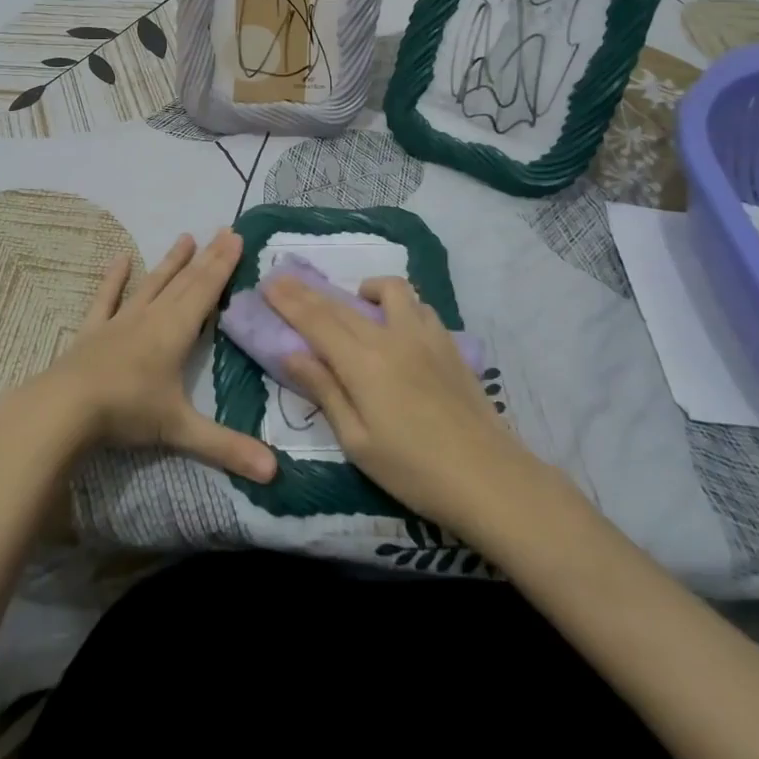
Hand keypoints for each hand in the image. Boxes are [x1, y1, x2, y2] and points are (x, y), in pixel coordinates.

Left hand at [18, 229, 276, 482]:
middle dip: (207, 257)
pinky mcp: (94, 330)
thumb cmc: (128, 412)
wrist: (65, 408)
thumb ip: (227, 448)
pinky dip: (114, 279)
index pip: (206, 290)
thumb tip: (275, 473)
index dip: (223, 264)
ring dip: (170, 262)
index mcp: (176, 331)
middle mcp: (152, 316)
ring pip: (152, 284)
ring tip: (185, 237)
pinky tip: (120, 258)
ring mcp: (121, 321)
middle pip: (185, 281)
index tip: (236, 236)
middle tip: (223, 231)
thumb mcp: (181, 431)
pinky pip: (107, 299)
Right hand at [265, 273, 537, 529]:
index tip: (268, 282)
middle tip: (287, 279)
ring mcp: (424, 336)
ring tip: (355, 302)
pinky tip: (397, 324)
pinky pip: (419, 306)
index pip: (316, 321)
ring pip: (389, 291)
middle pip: (342, 305)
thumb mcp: (357, 442)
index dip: (289, 300)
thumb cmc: (414, 471)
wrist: (490, 479)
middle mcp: (390, 337)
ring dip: (363, 290)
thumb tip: (292, 353)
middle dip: (309, 291)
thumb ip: (325, 391)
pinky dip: (399, 304)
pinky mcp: (449, 344)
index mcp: (362, 363)